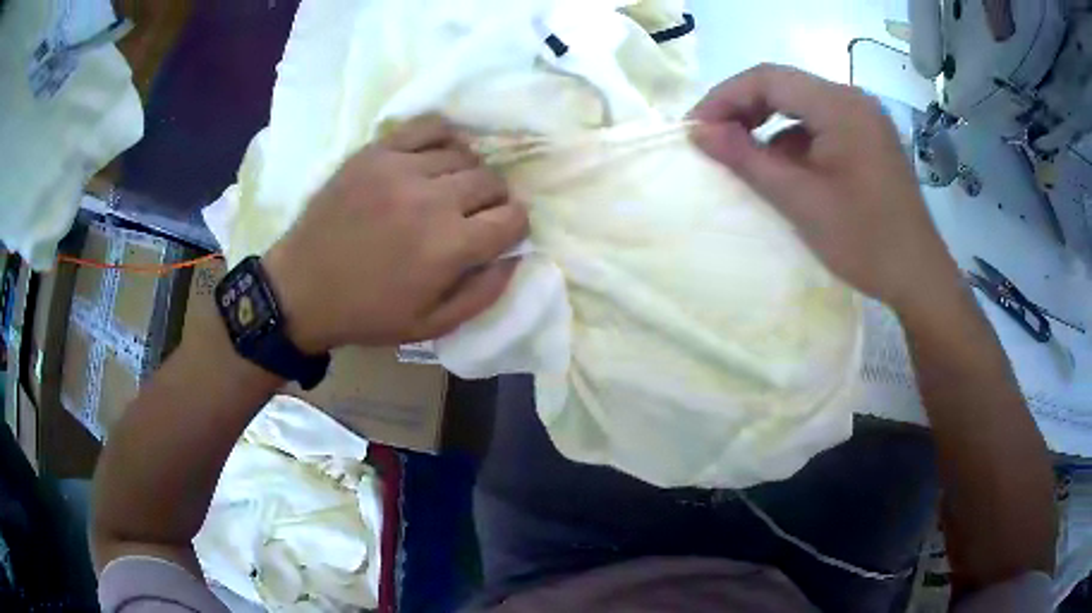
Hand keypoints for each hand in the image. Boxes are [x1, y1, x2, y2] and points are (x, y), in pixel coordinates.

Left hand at [263, 114, 528, 351]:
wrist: (301, 288)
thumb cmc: (367, 313)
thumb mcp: (431, 326)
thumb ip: (483, 294)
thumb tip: (517, 257)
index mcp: (448, 248)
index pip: (513, 217)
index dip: (515, 226)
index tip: (501, 233)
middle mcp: (432, 200)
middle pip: (492, 181)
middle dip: (495, 200)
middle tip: (475, 214)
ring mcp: (401, 169)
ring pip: (464, 154)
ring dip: (468, 173)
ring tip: (450, 189)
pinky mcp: (376, 152)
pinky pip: (428, 126)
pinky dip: (444, 138)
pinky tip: (436, 156)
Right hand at [689, 64, 962, 315]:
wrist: (919, 278)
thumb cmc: (865, 241)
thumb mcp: (801, 201)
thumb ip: (747, 159)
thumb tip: (699, 131)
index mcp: (840, 106)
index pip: (768, 78)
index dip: (724, 98)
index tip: (695, 130)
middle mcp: (854, 100)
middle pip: (785, 87)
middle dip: (743, 109)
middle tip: (714, 140)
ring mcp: (865, 119)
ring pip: (802, 106)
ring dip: (768, 125)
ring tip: (744, 156)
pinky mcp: (869, 139)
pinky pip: (821, 126)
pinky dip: (795, 141)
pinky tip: (786, 170)